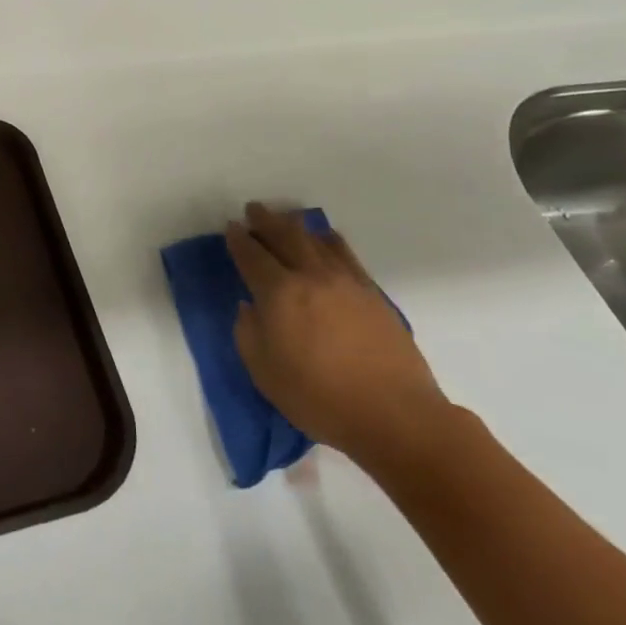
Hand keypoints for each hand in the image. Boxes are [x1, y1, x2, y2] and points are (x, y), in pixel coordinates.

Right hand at [227, 202, 451, 470]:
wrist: (394, 414)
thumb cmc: (320, 398)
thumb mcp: (264, 373)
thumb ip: (248, 333)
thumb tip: (250, 307)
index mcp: (279, 293)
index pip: (252, 255)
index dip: (238, 239)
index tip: (231, 227)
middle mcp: (310, 276)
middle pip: (284, 235)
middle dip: (265, 220)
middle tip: (254, 210)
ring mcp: (344, 280)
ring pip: (315, 239)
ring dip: (295, 225)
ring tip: (286, 220)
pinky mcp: (371, 291)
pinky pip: (344, 252)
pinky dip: (329, 239)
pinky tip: (325, 239)